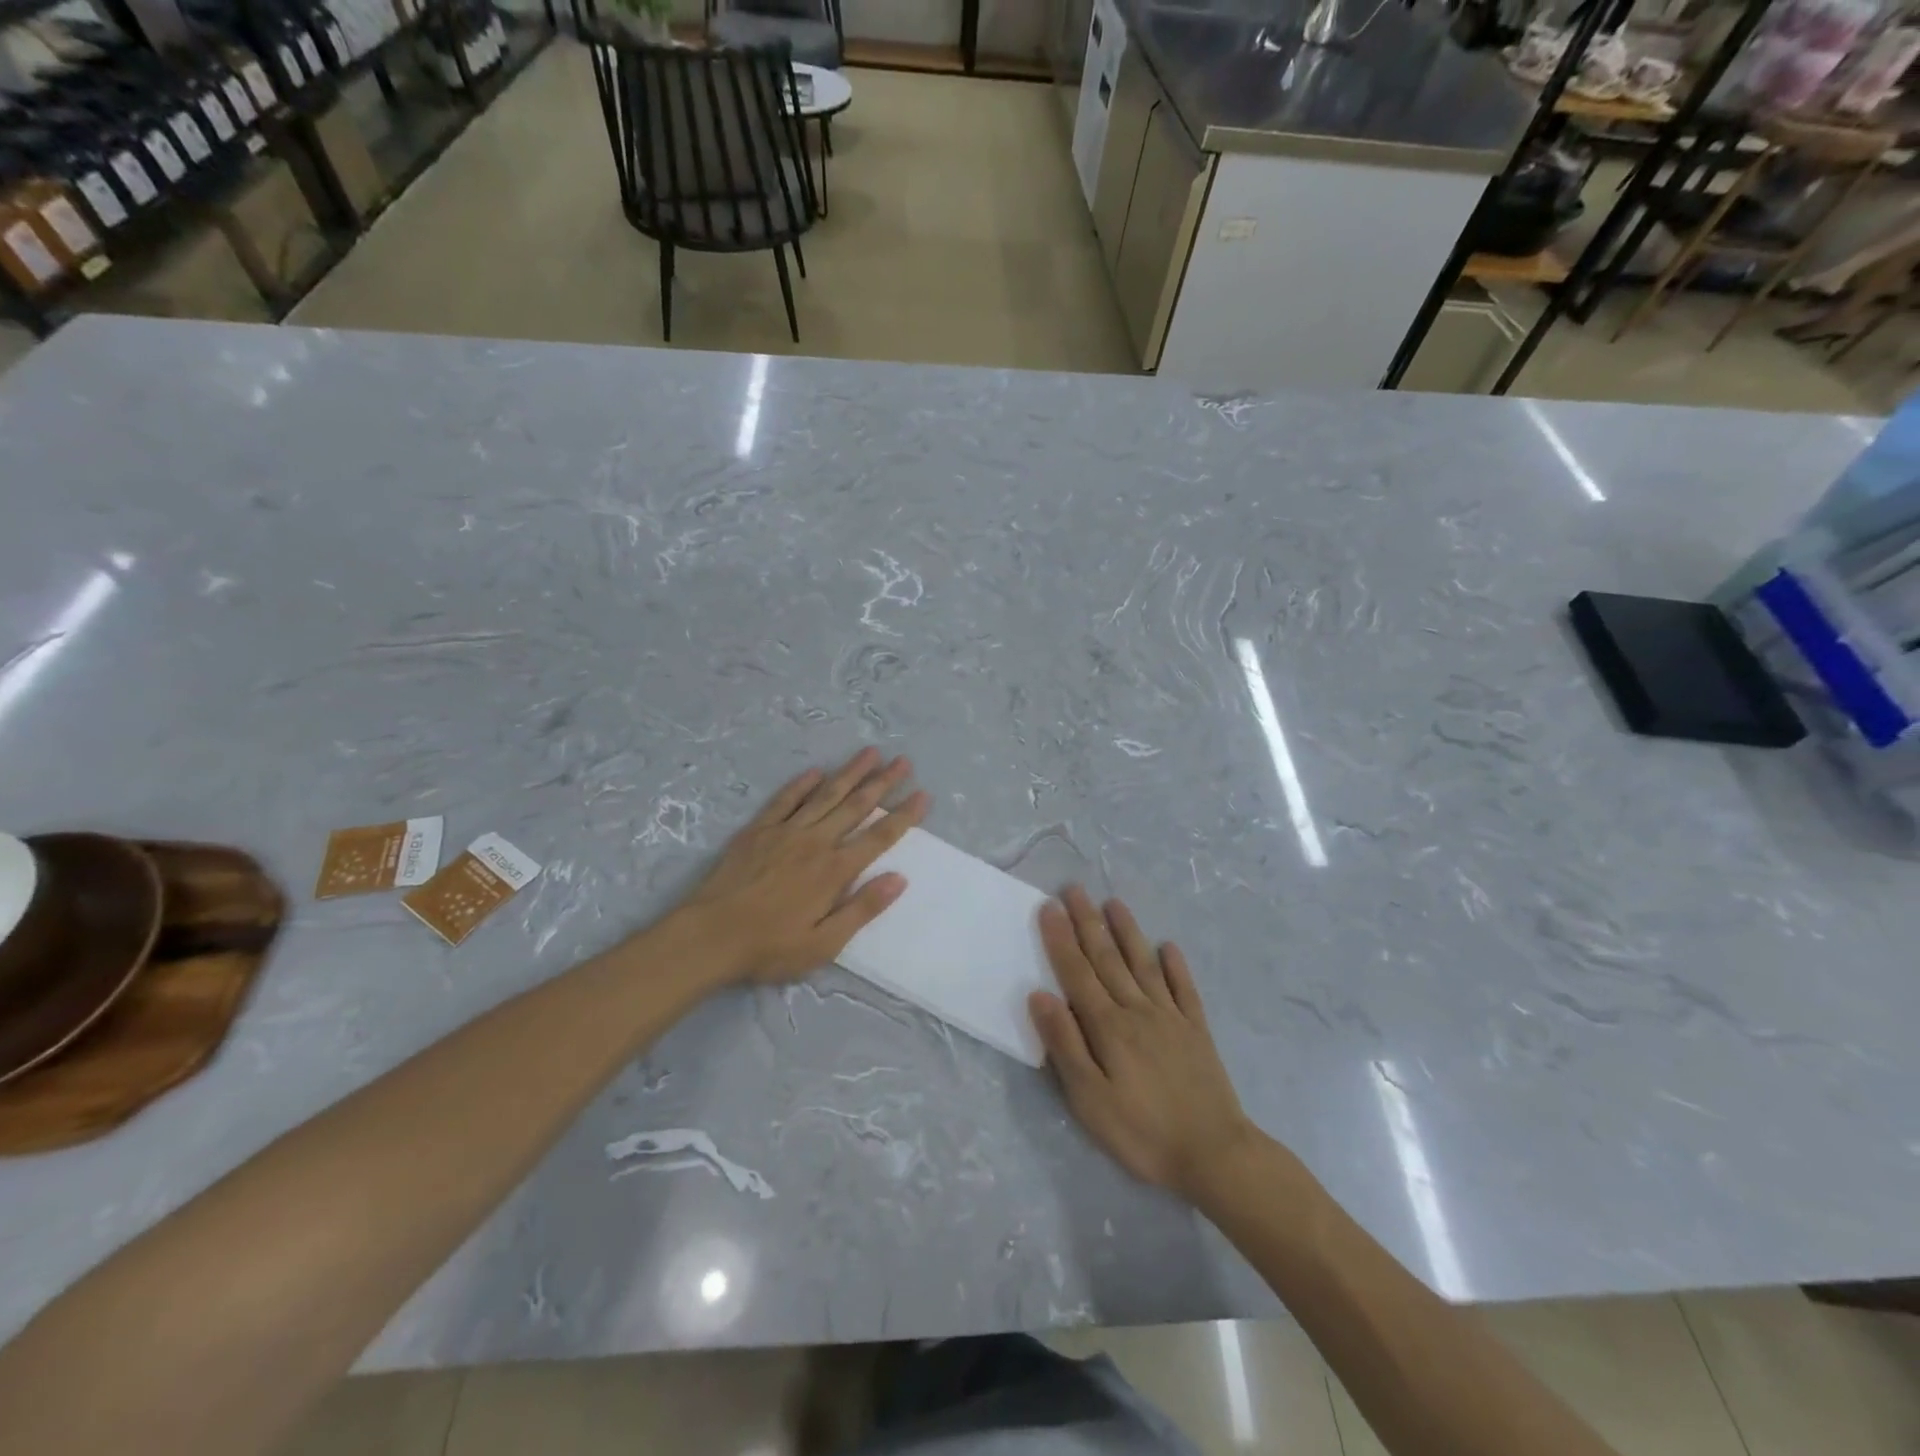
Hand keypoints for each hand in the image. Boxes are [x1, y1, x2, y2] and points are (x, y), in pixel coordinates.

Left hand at [674, 748, 928, 985]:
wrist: (709, 936)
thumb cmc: (770, 947)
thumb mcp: (824, 944)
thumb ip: (862, 909)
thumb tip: (899, 879)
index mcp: (834, 871)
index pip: (878, 837)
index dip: (904, 816)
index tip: (923, 795)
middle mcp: (815, 842)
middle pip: (856, 806)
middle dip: (883, 782)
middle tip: (903, 761)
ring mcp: (785, 832)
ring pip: (825, 795)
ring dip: (850, 773)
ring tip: (870, 752)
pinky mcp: (758, 830)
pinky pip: (785, 800)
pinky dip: (802, 784)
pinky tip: (815, 771)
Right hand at [1029, 886, 1255, 1200]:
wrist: (1216, 1155)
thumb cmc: (1143, 1133)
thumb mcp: (1090, 1099)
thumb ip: (1065, 1044)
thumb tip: (1040, 995)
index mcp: (1108, 1026)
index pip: (1077, 972)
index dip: (1061, 939)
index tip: (1048, 906)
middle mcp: (1138, 1010)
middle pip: (1107, 958)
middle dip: (1087, 922)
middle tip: (1074, 889)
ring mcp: (1171, 1017)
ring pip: (1143, 964)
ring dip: (1127, 931)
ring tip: (1114, 902)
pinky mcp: (1197, 1031)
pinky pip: (1184, 989)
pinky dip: (1175, 966)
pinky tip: (1168, 946)